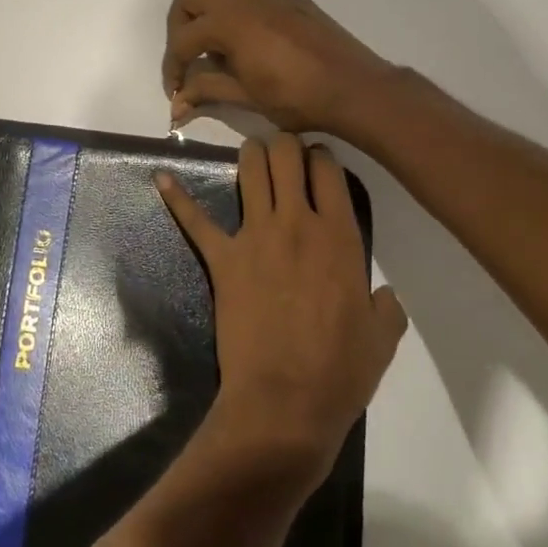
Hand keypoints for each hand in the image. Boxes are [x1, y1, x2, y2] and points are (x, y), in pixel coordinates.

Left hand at [157, 134, 407, 473]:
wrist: (285, 402)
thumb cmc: (339, 372)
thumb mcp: (382, 339)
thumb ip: (386, 306)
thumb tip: (382, 294)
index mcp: (340, 236)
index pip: (329, 170)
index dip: (322, 156)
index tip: (319, 160)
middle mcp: (296, 223)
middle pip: (286, 155)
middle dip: (285, 144)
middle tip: (285, 152)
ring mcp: (255, 236)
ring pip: (250, 170)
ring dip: (251, 155)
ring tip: (253, 154)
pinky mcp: (222, 258)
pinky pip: (196, 221)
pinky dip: (177, 198)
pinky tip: (161, 179)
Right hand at [162, 0, 394, 137]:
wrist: (356, 88)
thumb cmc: (298, 98)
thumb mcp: (246, 97)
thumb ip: (206, 91)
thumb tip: (176, 104)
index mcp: (230, 20)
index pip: (183, 39)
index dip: (172, 67)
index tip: (176, 91)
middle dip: (179, 28)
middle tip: (187, 61)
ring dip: (208, 20)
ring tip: (219, 59)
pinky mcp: (291, 0)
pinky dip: (236, 18)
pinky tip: (250, 49)